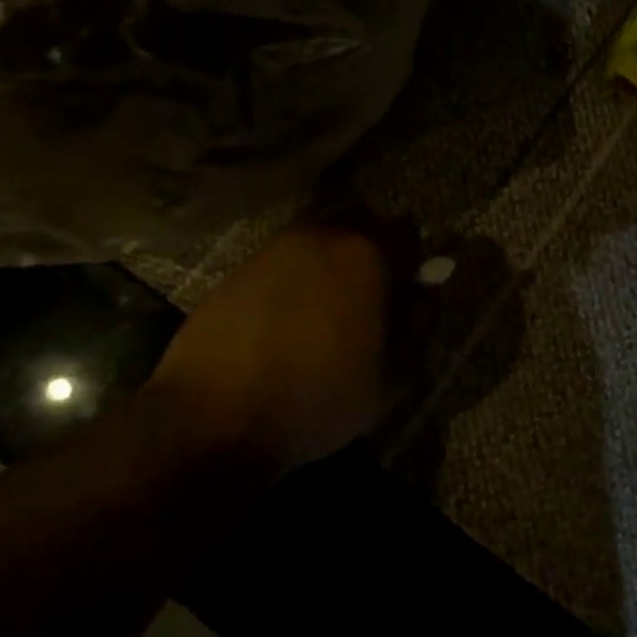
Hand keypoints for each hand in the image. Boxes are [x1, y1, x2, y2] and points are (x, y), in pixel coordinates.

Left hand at [149, 221, 395, 469]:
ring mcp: (276, 248)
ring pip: (316, 236)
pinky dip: (291, 276)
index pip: (405, 231)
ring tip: (324, 304)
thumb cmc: (317, 398)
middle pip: (358, 219)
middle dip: (369, 244)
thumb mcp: (390, 379)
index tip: (408, 284)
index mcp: (368, 254)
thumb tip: (423, 299)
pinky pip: (281, 259)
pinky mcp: (238, 267)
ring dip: (327, 258)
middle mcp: (323, 236)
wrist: (214, 417)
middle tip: (368, 288)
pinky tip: (285, 316)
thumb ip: (417, 330)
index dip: (411, 256)